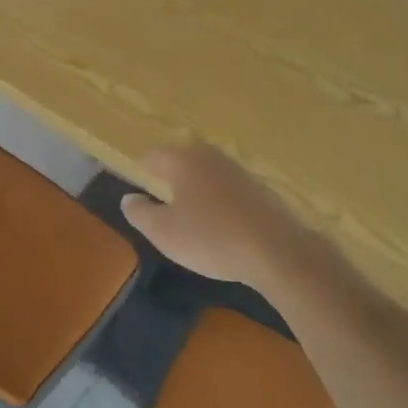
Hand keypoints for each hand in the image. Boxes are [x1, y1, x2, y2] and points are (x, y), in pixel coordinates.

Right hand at [119, 146, 332, 289]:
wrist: (278, 251)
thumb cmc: (211, 238)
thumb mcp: (163, 232)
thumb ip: (139, 213)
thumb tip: (129, 198)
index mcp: (183, 161)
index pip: (154, 155)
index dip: (143, 169)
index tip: (139, 185)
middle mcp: (211, 157)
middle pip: (183, 159)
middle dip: (172, 175)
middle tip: (163, 198)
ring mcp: (239, 171)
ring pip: (209, 173)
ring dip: (198, 188)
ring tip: (193, 213)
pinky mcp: (262, 189)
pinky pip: (230, 189)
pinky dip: (221, 201)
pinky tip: (223, 224)